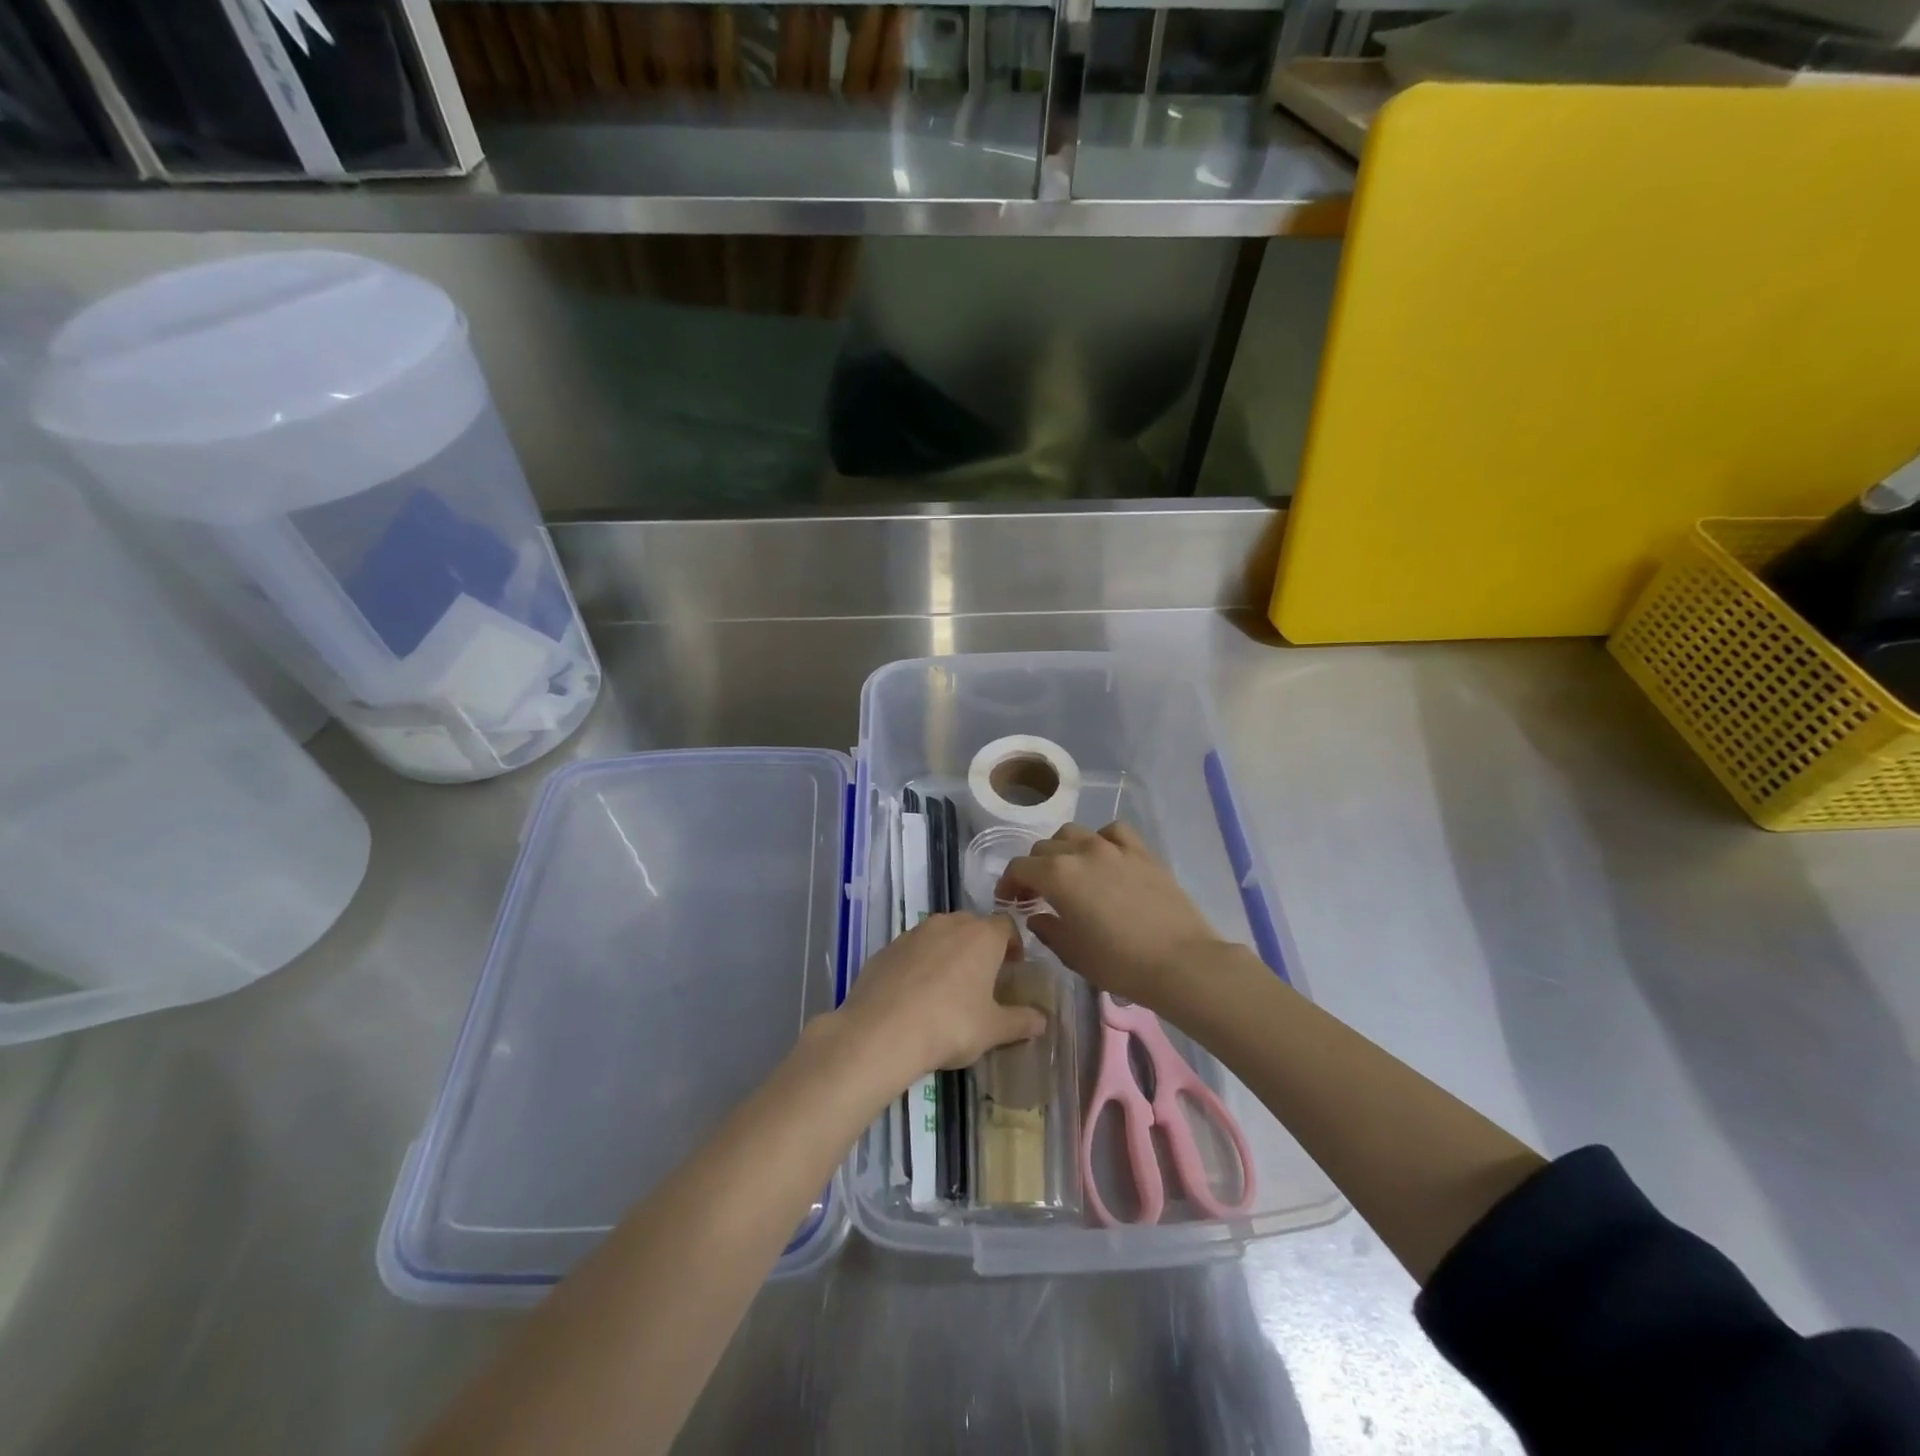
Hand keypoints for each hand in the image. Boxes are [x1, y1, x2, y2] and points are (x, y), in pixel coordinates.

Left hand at [834, 912, 1046, 1080]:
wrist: (882, 1030)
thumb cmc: (950, 1025)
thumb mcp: (993, 1030)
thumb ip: (1021, 1022)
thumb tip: (1043, 1020)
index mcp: (982, 936)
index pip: (1006, 925)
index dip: (1013, 944)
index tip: (1013, 967)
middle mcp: (949, 924)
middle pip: (973, 925)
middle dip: (981, 946)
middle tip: (983, 977)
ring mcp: (914, 933)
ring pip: (940, 934)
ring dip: (949, 951)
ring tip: (948, 986)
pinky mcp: (887, 948)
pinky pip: (912, 949)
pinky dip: (920, 963)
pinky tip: (915, 994)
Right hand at [998, 823, 1227, 1005]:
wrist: (1181, 963)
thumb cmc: (1120, 963)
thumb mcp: (1073, 953)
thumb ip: (1048, 929)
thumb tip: (1036, 915)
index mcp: (1057, 876)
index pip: (1019, 867)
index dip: (1009, 883)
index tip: (1010, 901)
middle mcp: (1081, 852)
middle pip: (1044, 848)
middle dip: (1033, 868)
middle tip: (1036, 893)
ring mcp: (1113, 847)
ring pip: (1074, 833)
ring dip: (1062, 850)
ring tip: (1069, 872)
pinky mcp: (1142, 852)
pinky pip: (1112, 832)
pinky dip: (1100, 840)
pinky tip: (1104, 857)